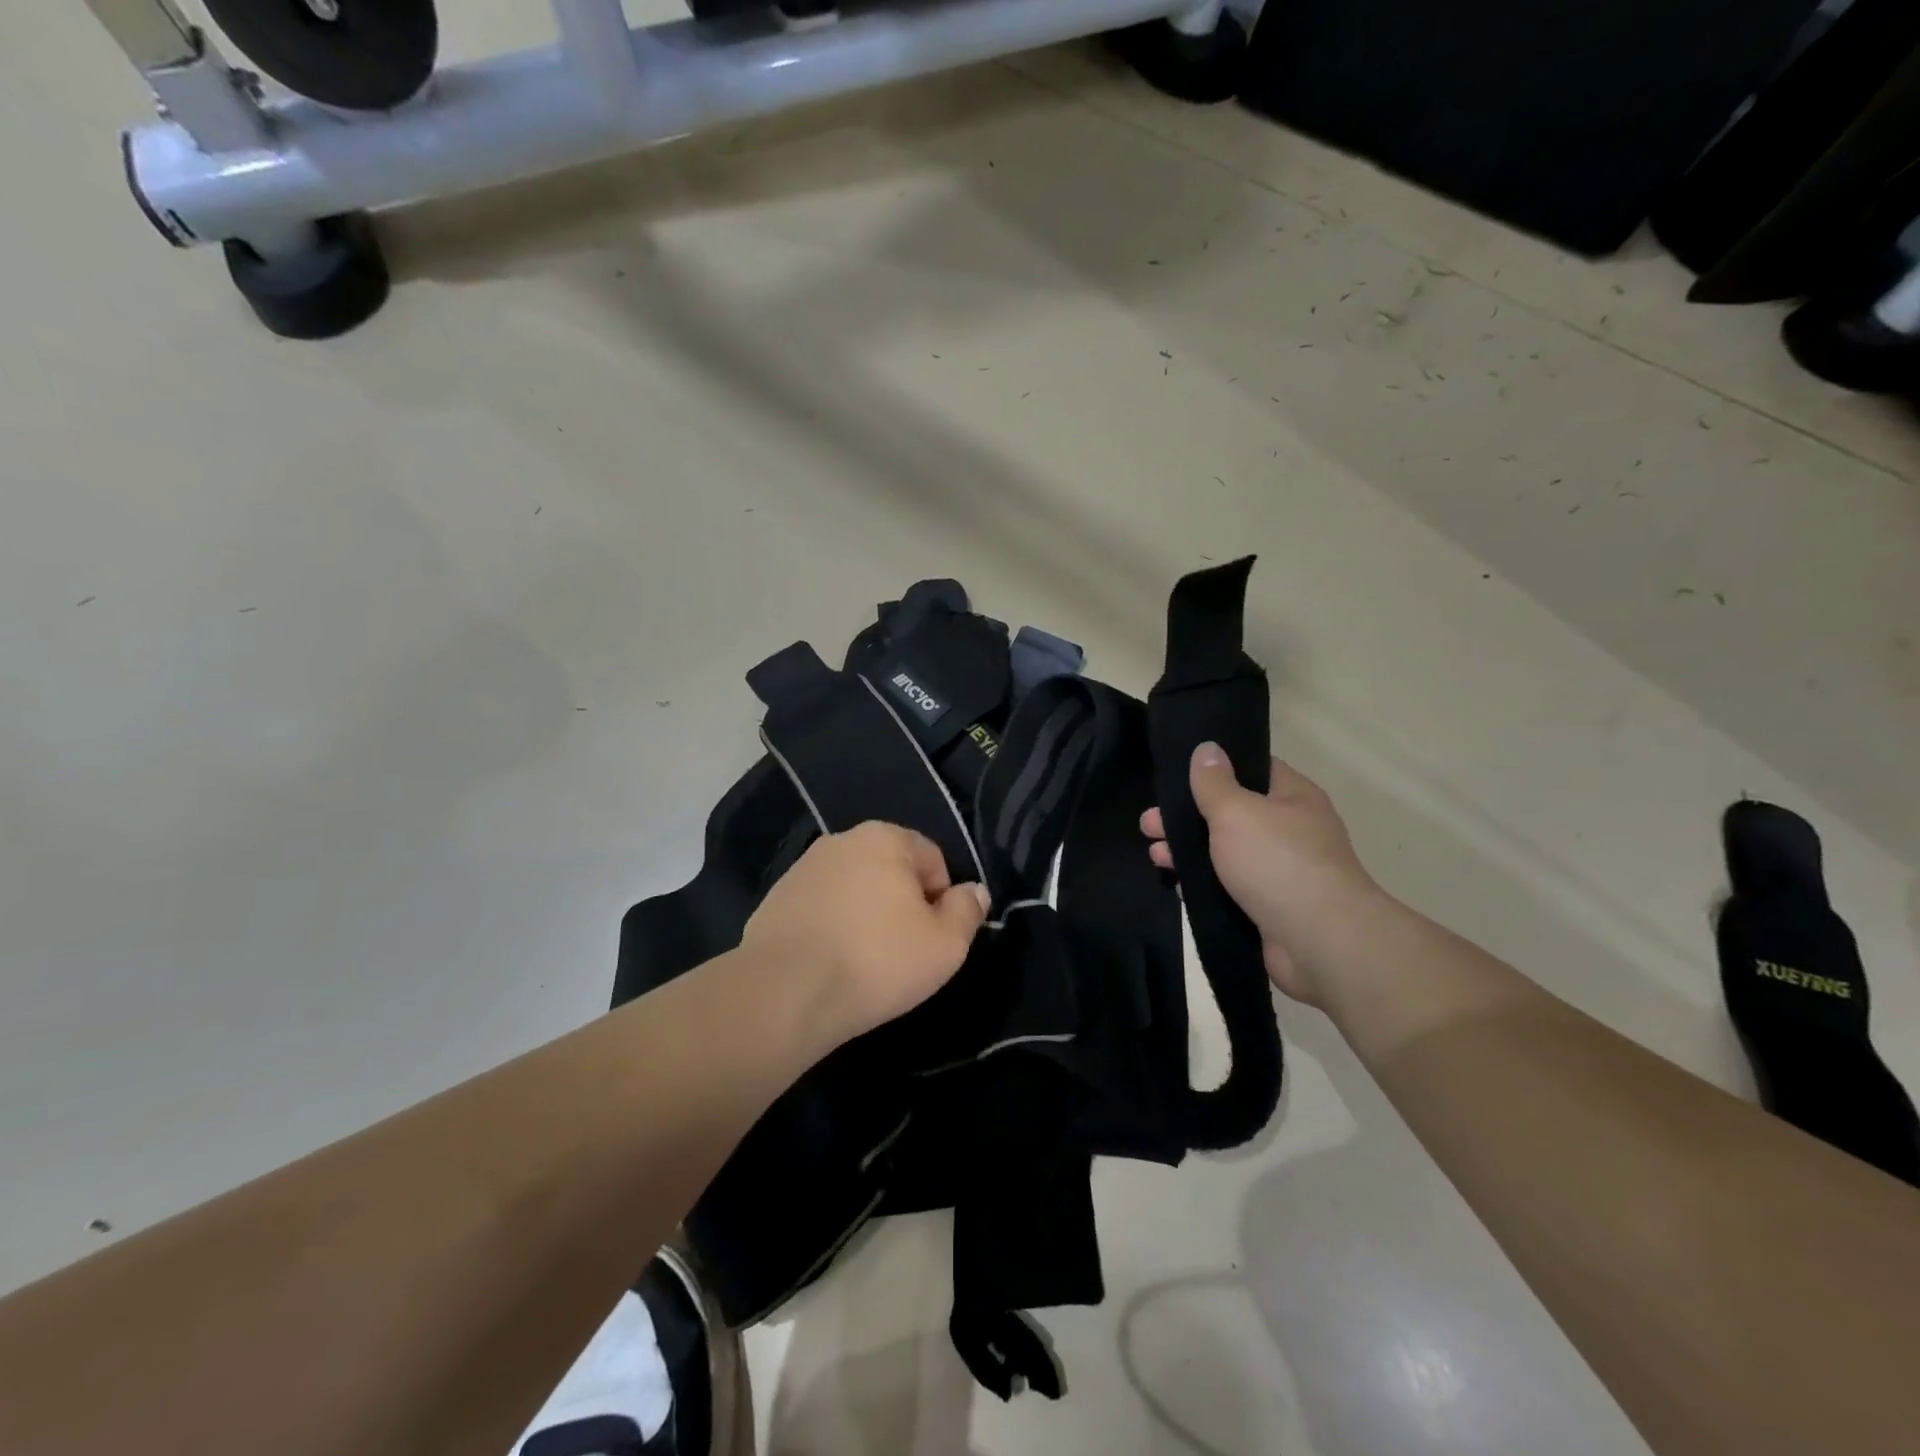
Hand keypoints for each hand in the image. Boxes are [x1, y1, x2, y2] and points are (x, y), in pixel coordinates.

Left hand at [742, 821, 989, 1042]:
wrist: (785, 993)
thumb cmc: (877, 962)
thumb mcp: (945, 945)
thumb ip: (967, 910)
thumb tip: (974, 890)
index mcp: (886, 838)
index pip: (933, 859)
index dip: (941, 900)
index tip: (932, 938)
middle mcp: (843, 840)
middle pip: (891, 870)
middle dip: (902, 904)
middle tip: (902, 951)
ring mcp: (804, 867)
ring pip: (854, 888)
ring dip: (866, 914)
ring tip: (863, 960)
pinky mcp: (776, 898)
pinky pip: (822, 907)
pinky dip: (832, 926)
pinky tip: (830, 962)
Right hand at [1141, 744, 1382, 1004]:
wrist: (1320, 942)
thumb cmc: (1277, 862)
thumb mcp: (1236, 811)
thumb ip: (1214, 782)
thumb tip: (1207, 747)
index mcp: (1292, 797)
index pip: (1251, 769)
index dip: (1213, 768)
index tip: (1175, 776)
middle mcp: (1291, 830)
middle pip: (1231, 813)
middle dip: (1187, 816)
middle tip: (1148, 823)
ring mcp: (1282, 871)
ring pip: (1226, 852)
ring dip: (1189, 851)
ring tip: (1155, 855)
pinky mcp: (1270, 907)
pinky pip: (1229, 887)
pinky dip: (1203, 884)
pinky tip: (1175, 883)